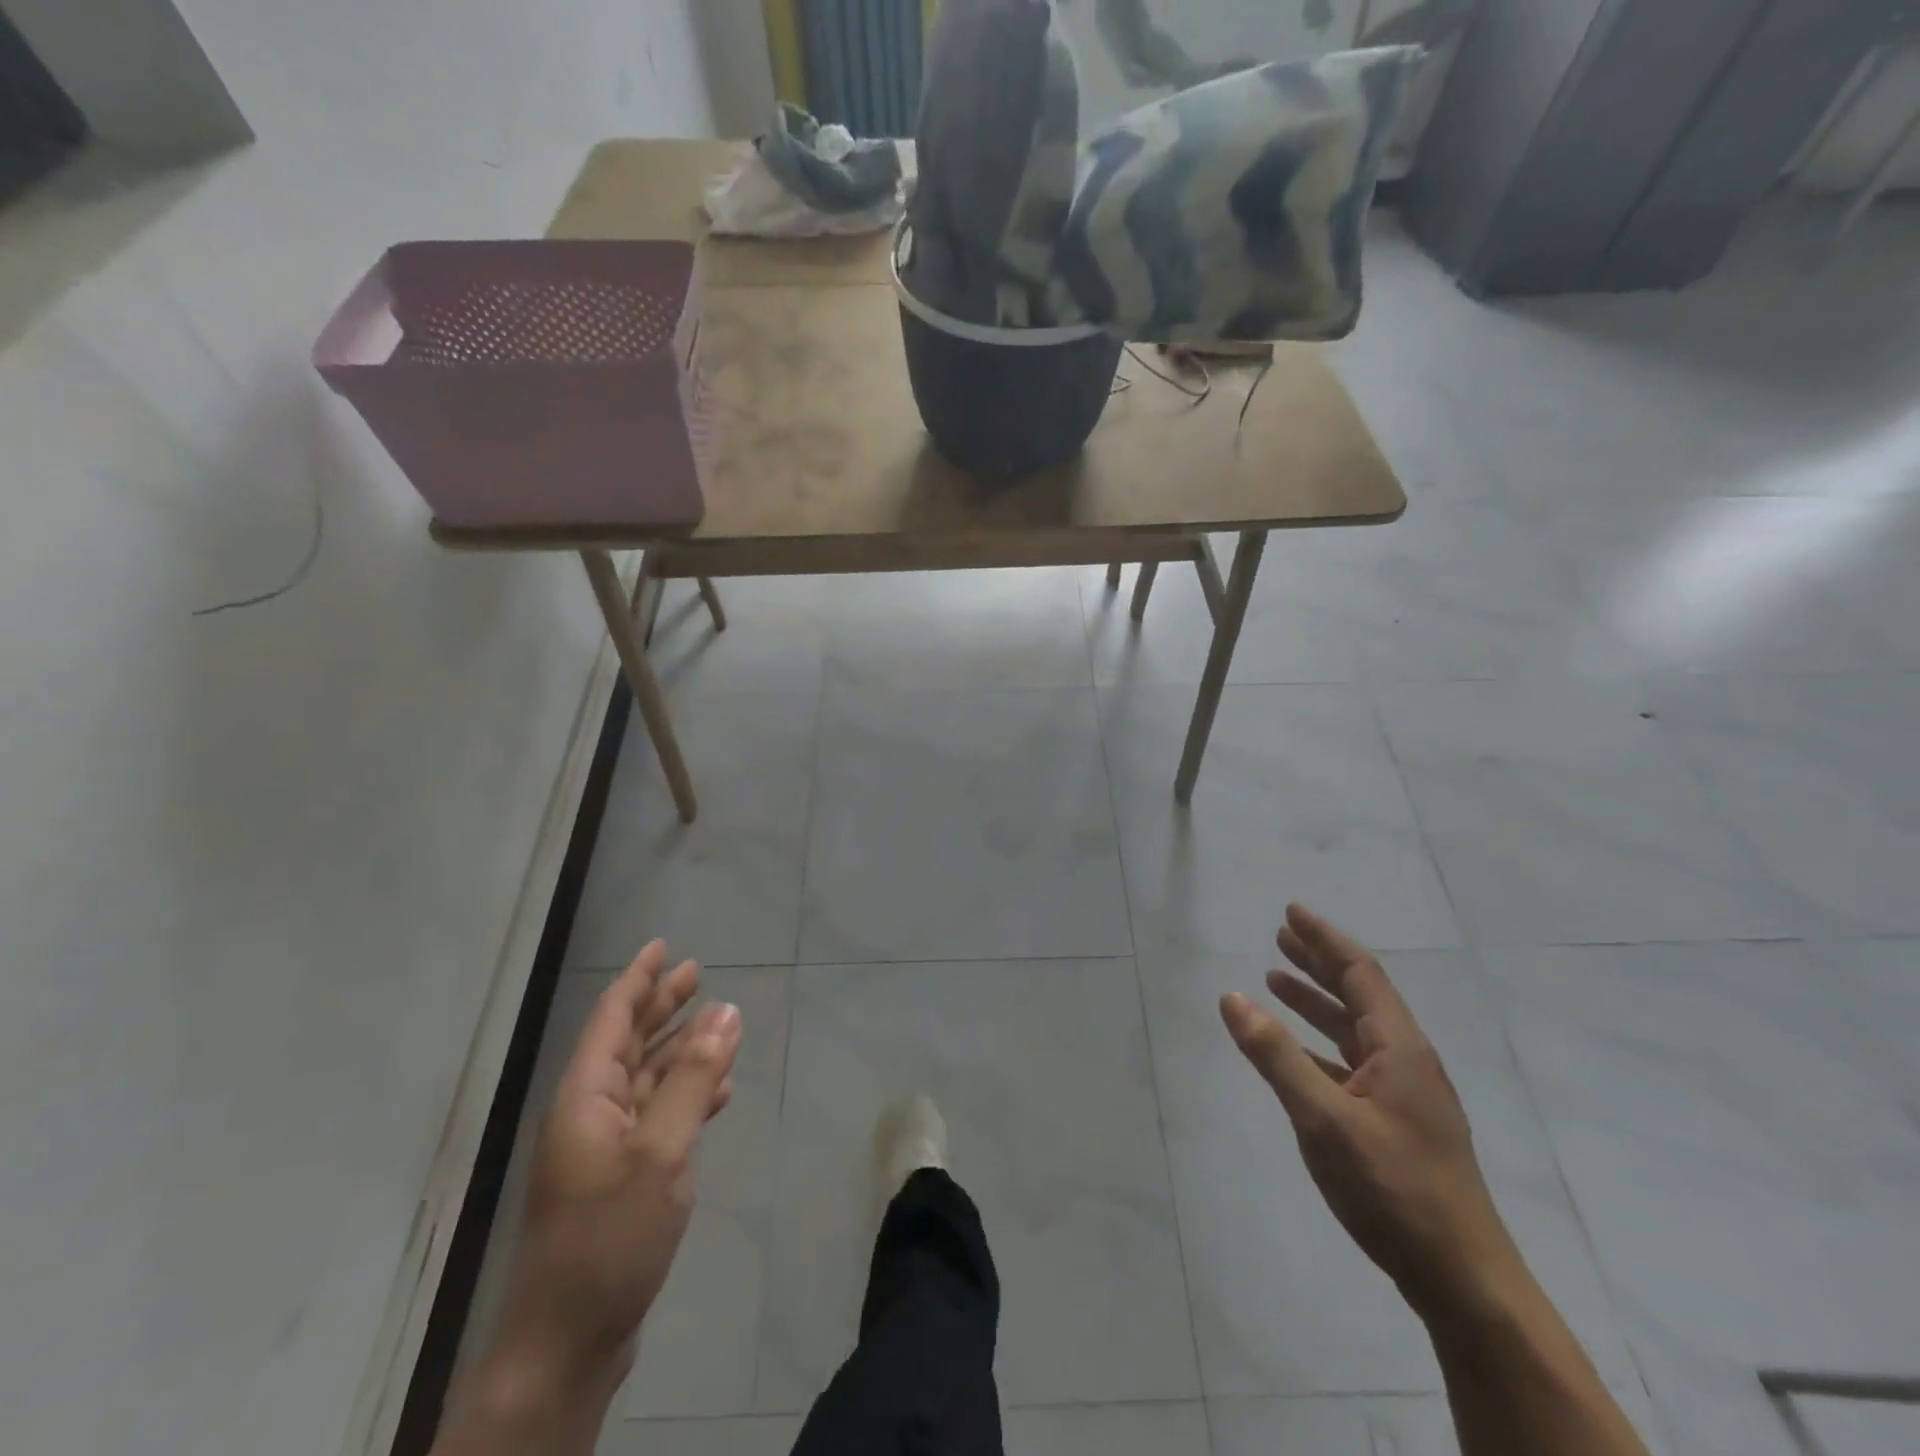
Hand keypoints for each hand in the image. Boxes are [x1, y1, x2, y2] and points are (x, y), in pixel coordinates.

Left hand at [494, 941, 741, 1388]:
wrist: (568, 1342)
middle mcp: (590, 1112)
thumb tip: (726, 1012)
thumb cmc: (608, 1237)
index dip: (638, 979)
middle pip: (629, 1042)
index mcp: (585, 1096)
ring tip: (718, 1022)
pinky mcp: (622, 1177)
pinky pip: (658, 1116)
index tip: (663, 946)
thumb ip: (693, 1079)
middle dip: (661, 1006)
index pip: (611, 1018)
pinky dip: (687, 1095)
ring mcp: (605, 1146)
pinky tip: (718, 1091)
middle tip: (696, 972)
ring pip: (647, 1078)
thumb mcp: (660, 1152)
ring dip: (681, 1049)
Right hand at [1219, 904, 1519, 1320]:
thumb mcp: (1324, 1120)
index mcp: (1399, 1049)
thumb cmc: (1394, 1190)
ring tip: (1276, 980)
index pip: (1360, 973)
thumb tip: (1233, 997)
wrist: (1463, 1281)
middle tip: (1279, 936)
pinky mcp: (1398, 1123)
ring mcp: (1405, 1094)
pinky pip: (1352, 1063)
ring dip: (1317, 1001)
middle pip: (1359, 994)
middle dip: (1319, 962)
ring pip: (1354, 1029)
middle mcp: (1406, 1061)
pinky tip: (1296, 1050)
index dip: (1324, 939)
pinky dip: (1320, 1044)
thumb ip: (1276, 1056)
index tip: (1291, 912)